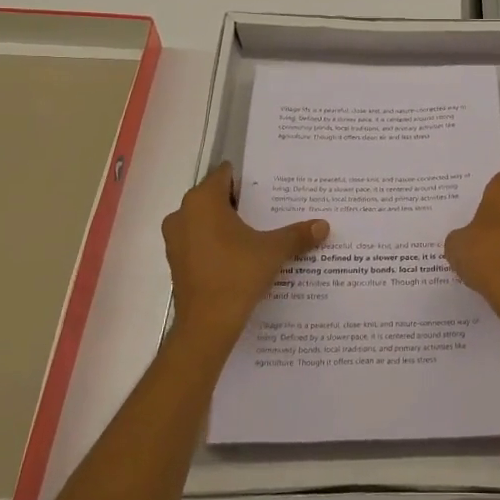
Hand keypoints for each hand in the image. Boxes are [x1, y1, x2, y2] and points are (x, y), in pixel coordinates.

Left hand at [161, 163, 327, 350]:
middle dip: (242, 203)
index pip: (225, 174)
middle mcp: (183, 213)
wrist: (206, 325)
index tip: (271, 187)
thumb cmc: (237, 274)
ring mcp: (175, 239)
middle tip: (272, 209)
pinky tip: (241, 255)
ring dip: (228, 224)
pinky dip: (217, 243)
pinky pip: (199, 241)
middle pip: (216, 197)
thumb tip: (324, 225)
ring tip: (260, 232)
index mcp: (203, 200)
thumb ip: (297, 234)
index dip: (249, 179)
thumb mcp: (273, 251)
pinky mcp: (176, 261)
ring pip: (206, 220)